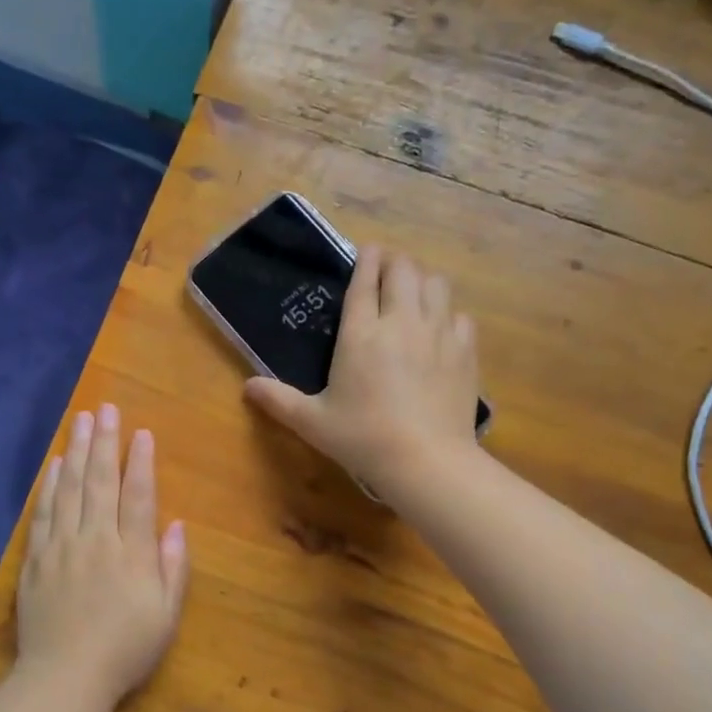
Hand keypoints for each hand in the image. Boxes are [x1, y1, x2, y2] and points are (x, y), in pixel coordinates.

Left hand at [17, 404, 188, 706]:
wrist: (64, 679)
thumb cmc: (124, 650)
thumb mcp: (165, 616)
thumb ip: (173, 567)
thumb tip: (176, 524)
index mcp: (132, 553)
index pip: (138, 496)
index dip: (140, 462)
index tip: (140, 432)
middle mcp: (96, 540)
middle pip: (100, 481)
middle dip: (104, 442)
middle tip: (106, 409)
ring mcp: (62, 547)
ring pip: (69, 489)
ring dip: (75, 452)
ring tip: (79, 420)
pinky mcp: (36, 559)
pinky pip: (42, 513)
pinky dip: (48, 486)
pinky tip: (53, 465)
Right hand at [245, 245, 480, 491]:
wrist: (426, 461)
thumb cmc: (363, 439)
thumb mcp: (312, 422)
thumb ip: (278, 400)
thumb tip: (247, 387)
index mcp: (361, 333)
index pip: (365, 280)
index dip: (366, 259)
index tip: (366, 251)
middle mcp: (401, 322)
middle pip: (404, 270)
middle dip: (394, 263)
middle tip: (386, 272)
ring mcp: (438, 333)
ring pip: (436, 284)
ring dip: (422, 281)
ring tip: (413, 294)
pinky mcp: (465, 351)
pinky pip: (459, 315)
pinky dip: (448, 314)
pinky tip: (440, 330)